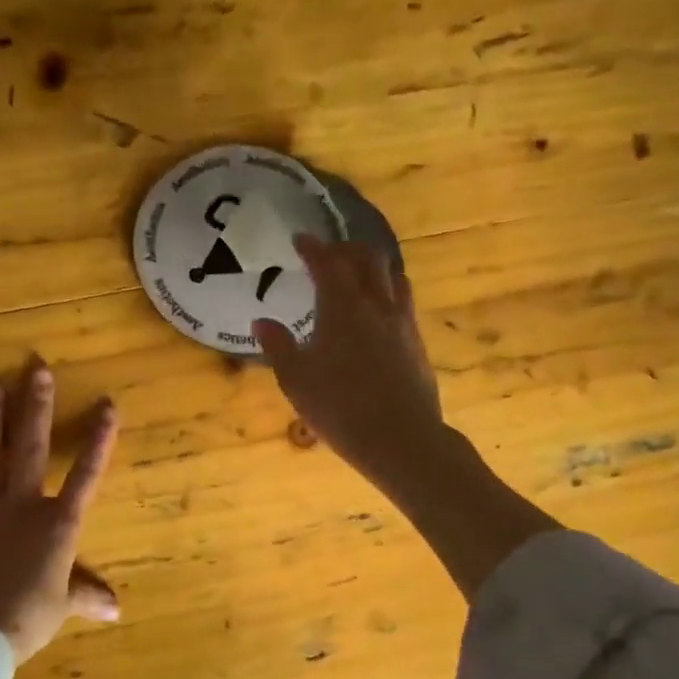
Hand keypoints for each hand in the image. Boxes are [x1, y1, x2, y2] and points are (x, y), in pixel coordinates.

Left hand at [0, 361, 119, 664]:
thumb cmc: (27, 619)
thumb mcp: (62, 607)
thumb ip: (85, 596)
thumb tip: (117, 608)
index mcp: (57, 525)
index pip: (86, 475)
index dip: (99, 440)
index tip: (107, 405)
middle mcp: (21, 507)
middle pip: (31, 450)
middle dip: (35, 408)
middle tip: (36, 369)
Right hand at [252, 235, 446, 490]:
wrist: (401, 438)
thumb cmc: (340, 409)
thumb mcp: (296, 381)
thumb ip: (278, 347)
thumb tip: (261, 321)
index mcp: (342, 307)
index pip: (327, 263)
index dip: (312, 247)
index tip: (300, 239)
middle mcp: (376, 304)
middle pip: (367, 258)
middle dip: (346, 248)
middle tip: (328, 252)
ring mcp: (402, 321)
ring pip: (392, 275)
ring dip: (372, 264)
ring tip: (358, 271)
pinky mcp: (416, 341)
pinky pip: (403, 299)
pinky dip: (387, 289)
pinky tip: (379, 308)